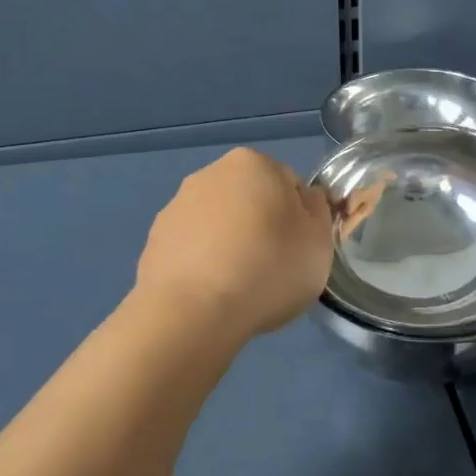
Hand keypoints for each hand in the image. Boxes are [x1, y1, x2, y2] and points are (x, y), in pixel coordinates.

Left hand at [135, 148, 334, 342]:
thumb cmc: (268, 268)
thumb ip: (318, 210)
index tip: (299, 249)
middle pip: (250, 199)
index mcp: (252, 162)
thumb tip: (304, 199)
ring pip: (218, 223)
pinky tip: (212, 292)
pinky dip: (203, 263)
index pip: (289, 184)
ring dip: (230, 243)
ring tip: (239, 286)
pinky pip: (192, 248)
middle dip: (261, 225)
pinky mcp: (155, 240)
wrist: (193, 312)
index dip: (300, 218)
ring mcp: (176, 206)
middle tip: (272, 267)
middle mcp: (210, 173)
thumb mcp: (319, 240)